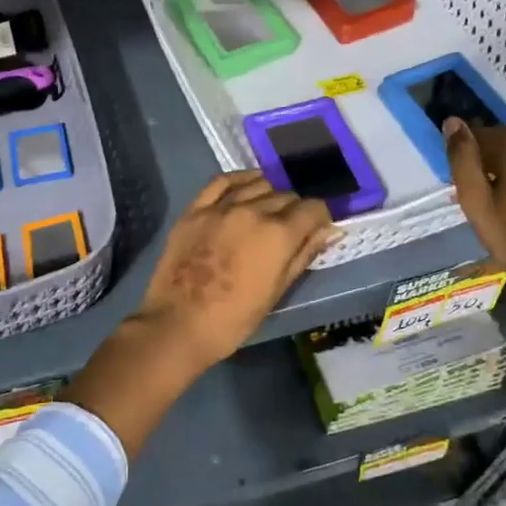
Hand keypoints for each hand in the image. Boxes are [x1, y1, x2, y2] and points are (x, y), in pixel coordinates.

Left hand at [132, 172, 336, 370]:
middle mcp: (252, 211)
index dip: (320, 218)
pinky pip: (222, 182)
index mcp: (278, 235)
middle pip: (286, 196)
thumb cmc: (234, 319)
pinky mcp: (195, 209)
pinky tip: (246, 186)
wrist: (178, 325)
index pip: (313, 209)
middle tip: (290, 229)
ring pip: (257, 185)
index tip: (317, 229)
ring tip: (267, 211)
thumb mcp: (277, 292)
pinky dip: (240, 180)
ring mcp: (221, 207)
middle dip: (295, 210)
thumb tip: (328, 231)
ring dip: (269, 195)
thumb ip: (302, 255)